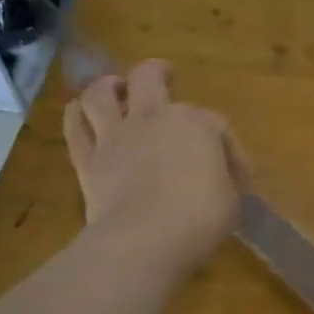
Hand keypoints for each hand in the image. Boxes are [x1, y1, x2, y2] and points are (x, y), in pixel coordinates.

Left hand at [62, 60, 248, 274]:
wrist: (144, 240)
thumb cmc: (199, 218)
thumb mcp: (231, 199)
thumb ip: (223, 180)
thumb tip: (218, 182)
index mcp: (198, 124)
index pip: (217, 125)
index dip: (230, 150)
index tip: (238, 180)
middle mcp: (154, 118)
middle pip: (149, 77)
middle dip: (158, 72)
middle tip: (165, 75)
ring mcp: (117, 136)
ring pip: (101, 93)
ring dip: (108, 86)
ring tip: (115, 88)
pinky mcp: (88, 159)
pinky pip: (75, 127)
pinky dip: (77, 115)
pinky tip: (80, 113)